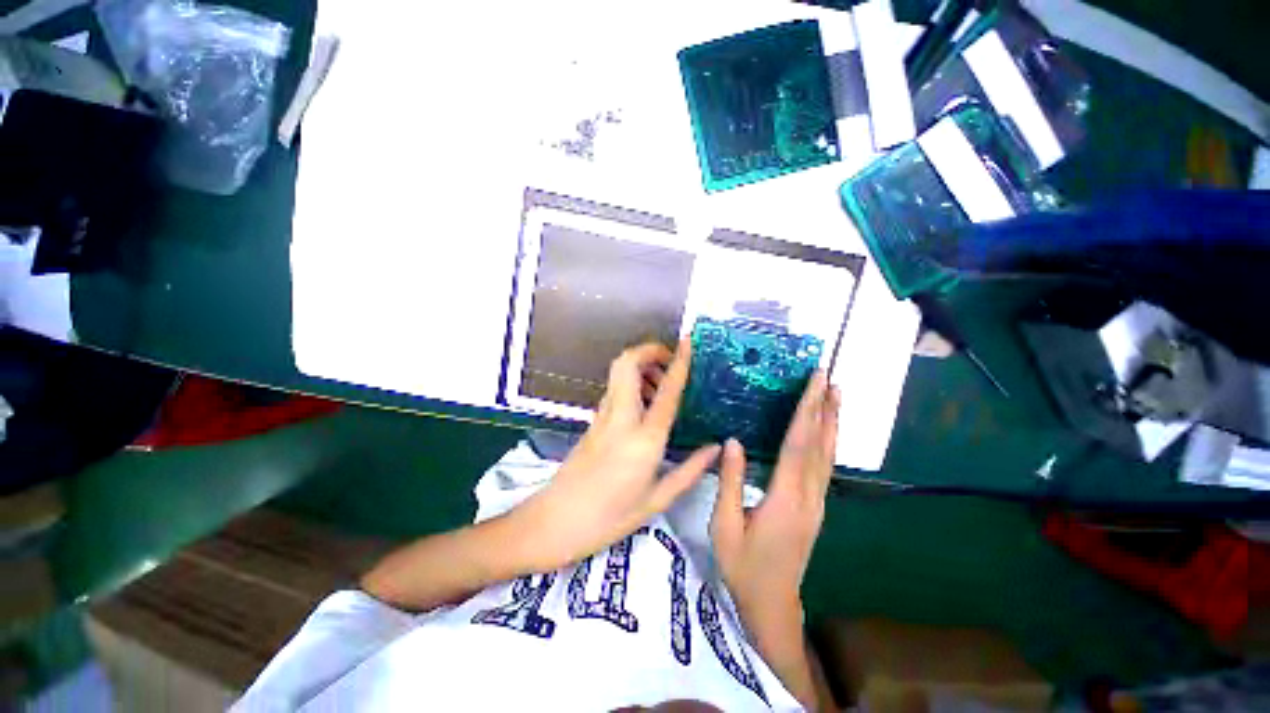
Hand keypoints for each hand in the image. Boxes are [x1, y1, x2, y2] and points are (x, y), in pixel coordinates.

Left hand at [513, 340, 722, 571]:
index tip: (688, 341)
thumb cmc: (609, 518)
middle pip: (628, 362)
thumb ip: (690, 470)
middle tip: (670, 362)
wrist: (554, 522)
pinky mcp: (593, 420)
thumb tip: (715, 448)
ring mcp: (603, 416)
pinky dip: (632, 382)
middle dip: (649, 351)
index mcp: (644, 438)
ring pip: (618, 372)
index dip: (679, 361)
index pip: (666, 390)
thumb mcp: (657, 500)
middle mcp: (621, 417)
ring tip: (661, 386)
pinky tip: (645, 404)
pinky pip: (615, 388)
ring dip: (641, 366)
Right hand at [710, 371, 839, 626]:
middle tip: (829, 379)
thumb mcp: (725, 525)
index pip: (798, 445)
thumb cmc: (743, 567)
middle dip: (825, 409)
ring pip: (827, 456)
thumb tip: (732, 442)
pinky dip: (826, 442)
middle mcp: (809, 497)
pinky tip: (824, 432)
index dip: (807, 411)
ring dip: (832, 423)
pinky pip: (824, 467)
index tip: (815, 383)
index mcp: (785, 499)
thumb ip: (730, 482)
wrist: (772, 606)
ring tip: (834, 396)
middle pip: (820, 446)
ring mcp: (817, 504)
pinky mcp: (815, 509)